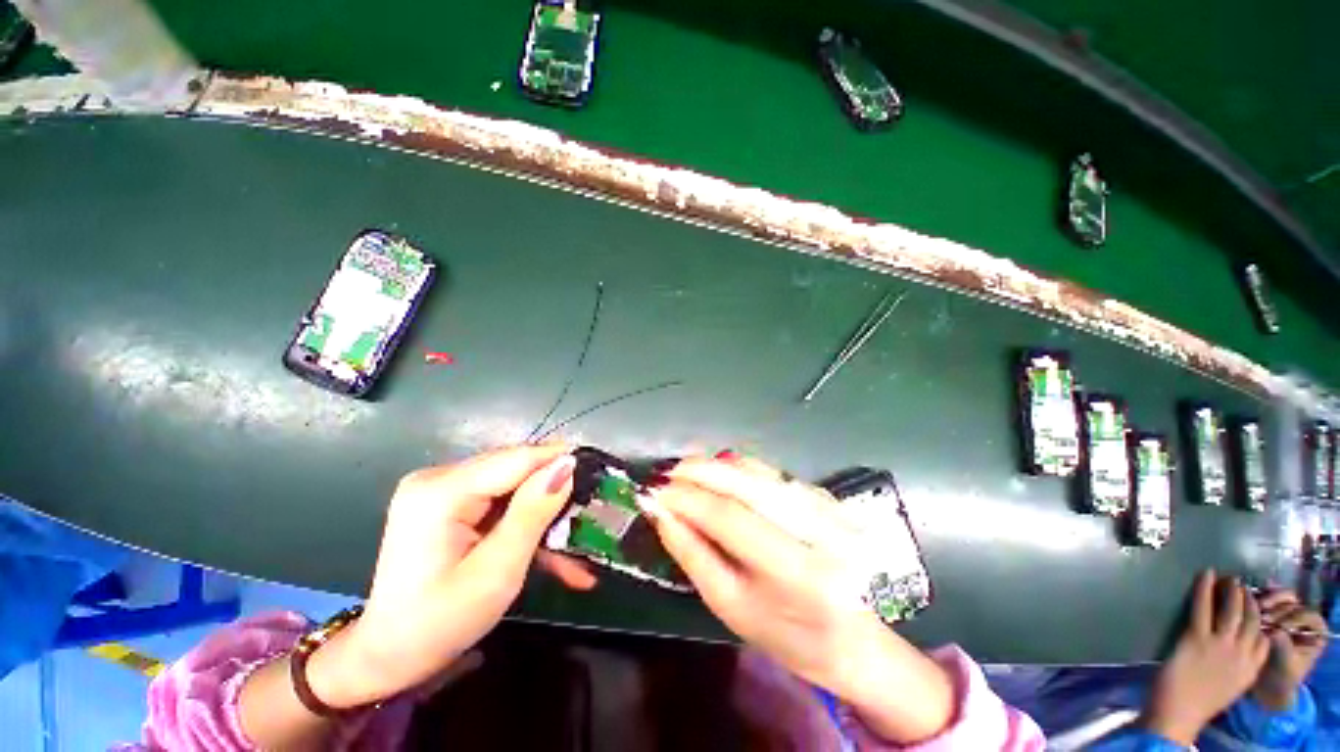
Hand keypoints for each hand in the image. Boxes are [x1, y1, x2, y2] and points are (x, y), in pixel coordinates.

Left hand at [309, 444, 595, 707]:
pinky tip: (553, 550)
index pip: (516, 459)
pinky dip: (525, 522)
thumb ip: (533, 513)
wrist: (388, 657)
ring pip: (513, 486)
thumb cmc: (440, 623)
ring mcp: (442, 490)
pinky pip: (499, 502)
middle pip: (515, 470)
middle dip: (554, 492)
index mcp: (441, 491)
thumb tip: (568, 465)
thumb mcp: (497, 571)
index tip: (599, 471)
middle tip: (592, 512)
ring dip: (544, 512)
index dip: (559, 461)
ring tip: (579, 538)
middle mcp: (439, 478)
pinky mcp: (449, 504)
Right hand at [646, 454, 954, 743]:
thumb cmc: (785, 634)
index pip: (731, 517)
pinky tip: (718, 474)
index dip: (688, 498)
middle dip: (700, 470)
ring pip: (759, 470)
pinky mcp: (825, 496)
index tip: (654, 492)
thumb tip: (660, 511)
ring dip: (717, 465)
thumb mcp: (729, 604)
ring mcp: (828, 508)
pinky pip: (771, 472)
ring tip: (686, 471)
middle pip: (747, 483)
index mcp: (799, 572)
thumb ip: (692, 553)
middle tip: (667, 473)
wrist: (850, 637)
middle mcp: (820, 529)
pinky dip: (738, 468)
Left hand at [1142, 571, 1270, 744]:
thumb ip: (1241, 666)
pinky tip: (1205, 574)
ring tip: (1229, 579)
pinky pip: (1203, 606)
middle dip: (1249, 600)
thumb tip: (1240, 649)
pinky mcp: (1197, 637)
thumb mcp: (1233, 685)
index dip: (1263, 619)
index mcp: (1252, 669)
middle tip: (1242, 586)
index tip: (1260, 606)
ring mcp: (1220, 644)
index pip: (1266, 638)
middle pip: (1252, 620)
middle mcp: (1241, 654)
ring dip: (1231, 591)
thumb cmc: (1201, 703)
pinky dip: (1204, 587)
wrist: (1179, 712)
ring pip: (1232, 609)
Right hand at [1253, 588, 1327, 709]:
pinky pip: (1265, 597)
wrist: (1263, 683)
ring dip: (1266, 601)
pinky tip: (1246, 600)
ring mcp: (1284, 613)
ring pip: (1278, 597)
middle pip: (1292, 603)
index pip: (1307, 615)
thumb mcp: (1285, 665)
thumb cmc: (1280, 677)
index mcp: (1314, 631)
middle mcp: (1301, 618)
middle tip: (1262, 618)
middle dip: (1276, 609)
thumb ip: (1284, 646)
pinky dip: (1257, 597)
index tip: (1277, 628)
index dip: (1293, 618)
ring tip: (1253, 610)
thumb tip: (1274, 632)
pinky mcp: (1268, 610)